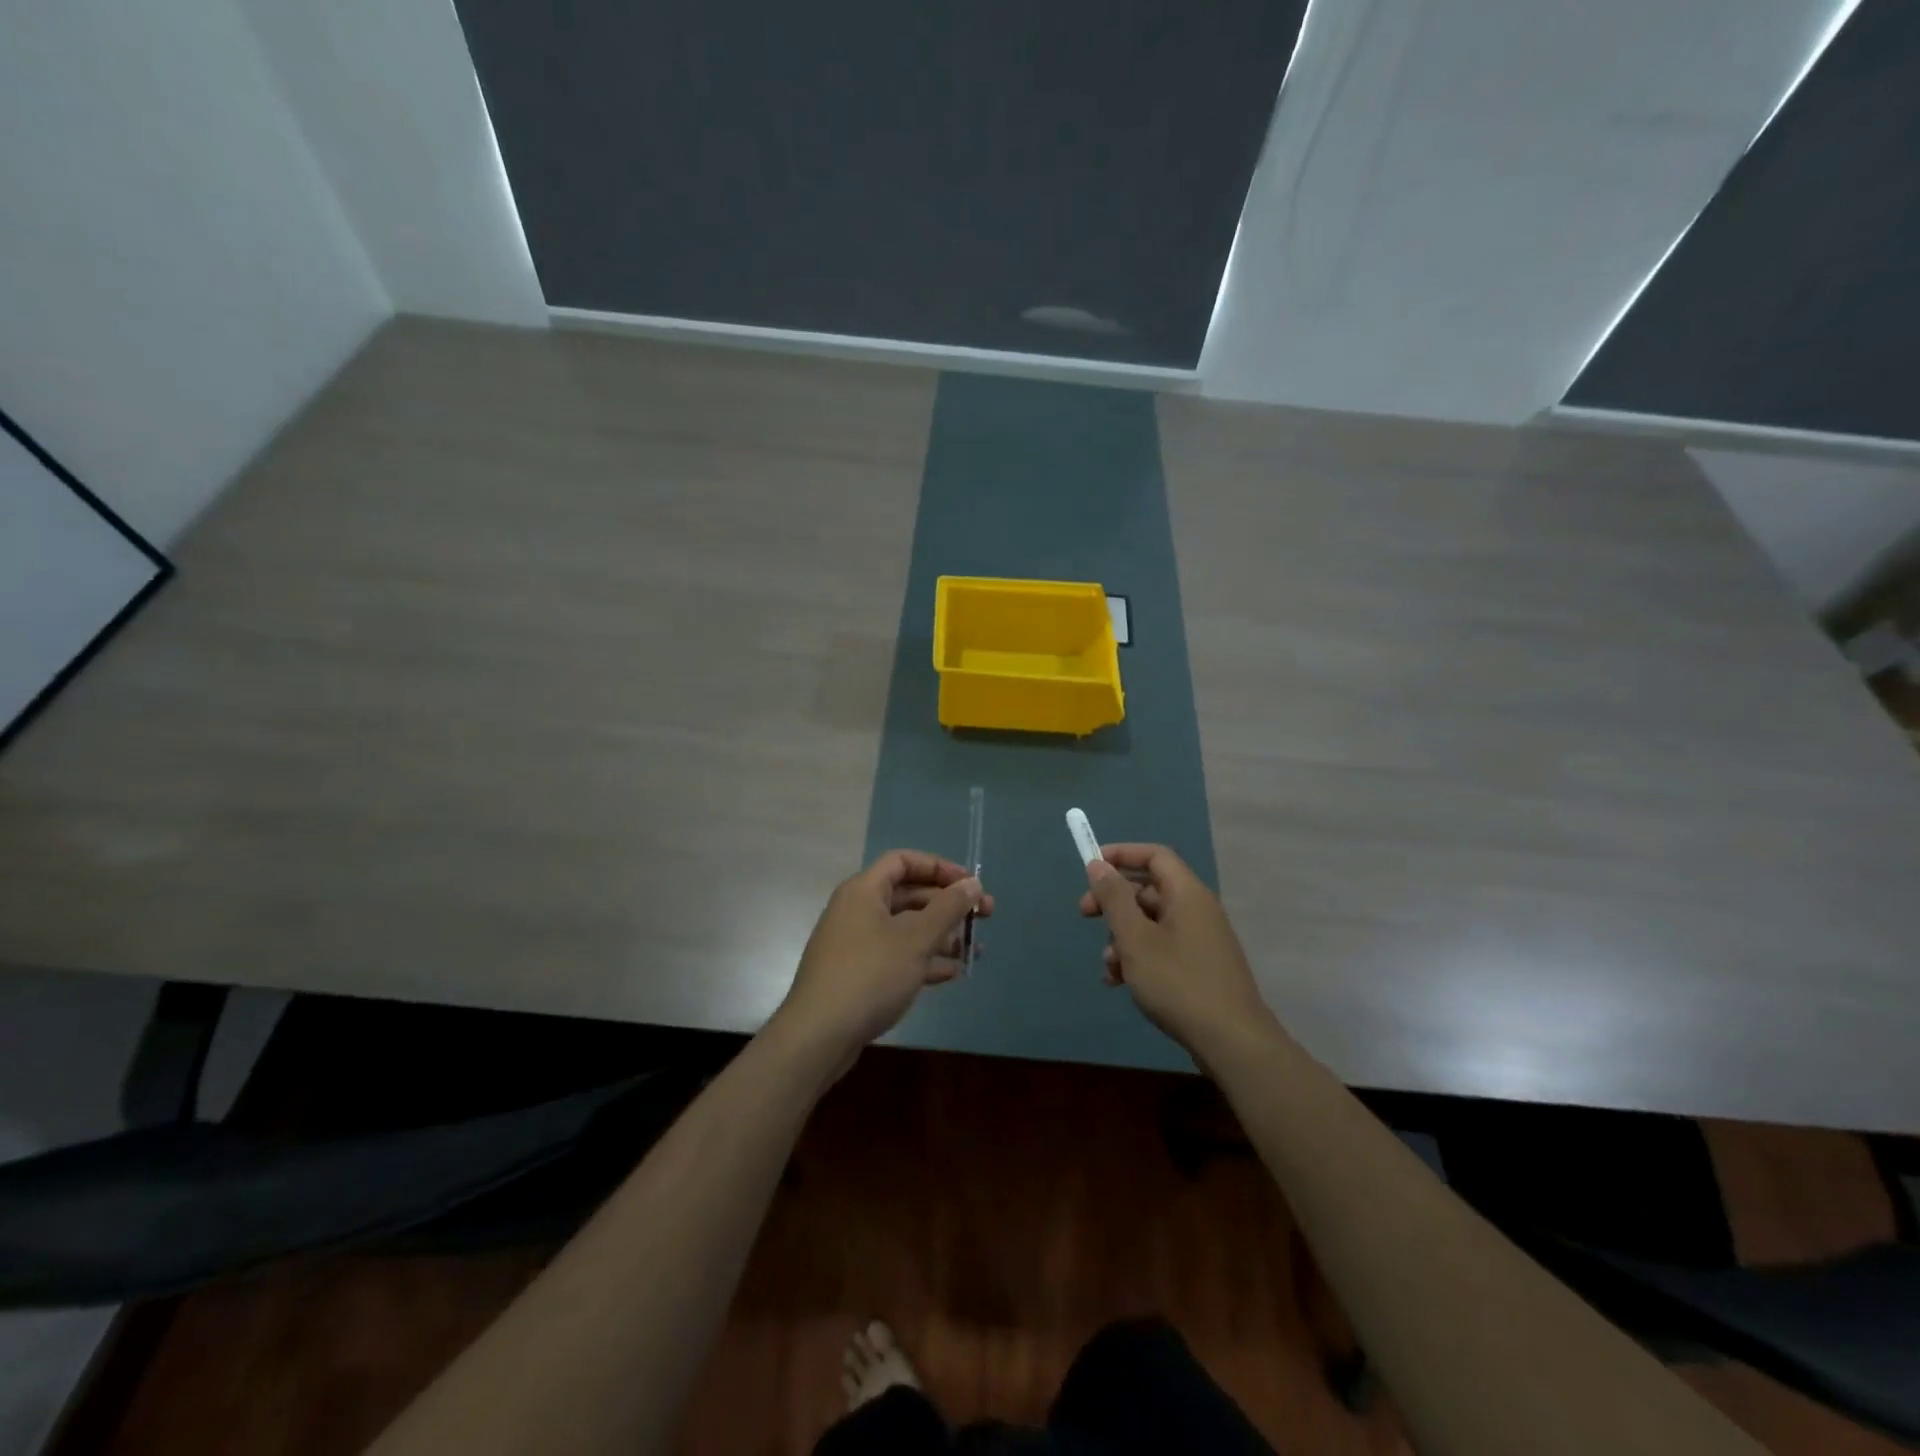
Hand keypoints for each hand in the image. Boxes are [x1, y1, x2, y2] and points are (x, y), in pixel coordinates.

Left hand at [776, 850, 990, 1059]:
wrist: (819, 1036)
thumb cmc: (870, 975)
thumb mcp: (916, 939)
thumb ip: (948, 908)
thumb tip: (972, 884)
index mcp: (864, 891)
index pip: (903, 861)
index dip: (938, 867)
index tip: (969, 884)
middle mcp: (857, 911)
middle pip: (908, 895)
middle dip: (947, 904)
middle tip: (984, 916)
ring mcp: (856, 944)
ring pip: (906, 928)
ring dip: (941, 934)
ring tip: (974, 949)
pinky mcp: (859, 975)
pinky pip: (897, 955)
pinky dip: (924, 959)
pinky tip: (952, 973)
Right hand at [1078, 843, 1273, 1059]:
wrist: (1232, 1043)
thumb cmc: (1178, 983)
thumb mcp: (1136, 939)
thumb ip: (1114, 899)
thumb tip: (1099, 865)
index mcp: (1187, 894)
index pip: (1154, 855)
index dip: (1122, 854)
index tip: (1091, 866)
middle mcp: (1197, 910)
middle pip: (1149, 889)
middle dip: (1113, 901)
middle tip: (1084, 914)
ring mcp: (1201, 940)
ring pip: (1151, 922)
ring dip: (1122, 936)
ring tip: (1108, 965)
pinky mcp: (1200, 967)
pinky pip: (1162, 947)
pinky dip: (1139, 956)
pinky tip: (1120, 981)